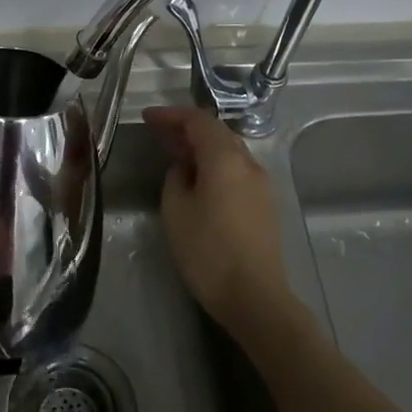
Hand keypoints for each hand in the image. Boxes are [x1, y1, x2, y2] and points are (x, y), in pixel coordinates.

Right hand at [143, 105, 289, 326]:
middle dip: (186, 129)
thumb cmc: (207, 251)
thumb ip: (177, 178)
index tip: (147, 118)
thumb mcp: (176, 210)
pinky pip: (236, 170)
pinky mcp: (264, 204)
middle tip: (157, 133)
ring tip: (174, 154)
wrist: (254, 296)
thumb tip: (185, 169)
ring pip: (228, 151)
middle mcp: (248, 163)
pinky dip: (214, 164)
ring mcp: (261, 184)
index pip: (198, 121)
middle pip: (216, 132)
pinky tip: (197, 179)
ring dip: (201, 147)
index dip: (171, 115)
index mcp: (226, 159)